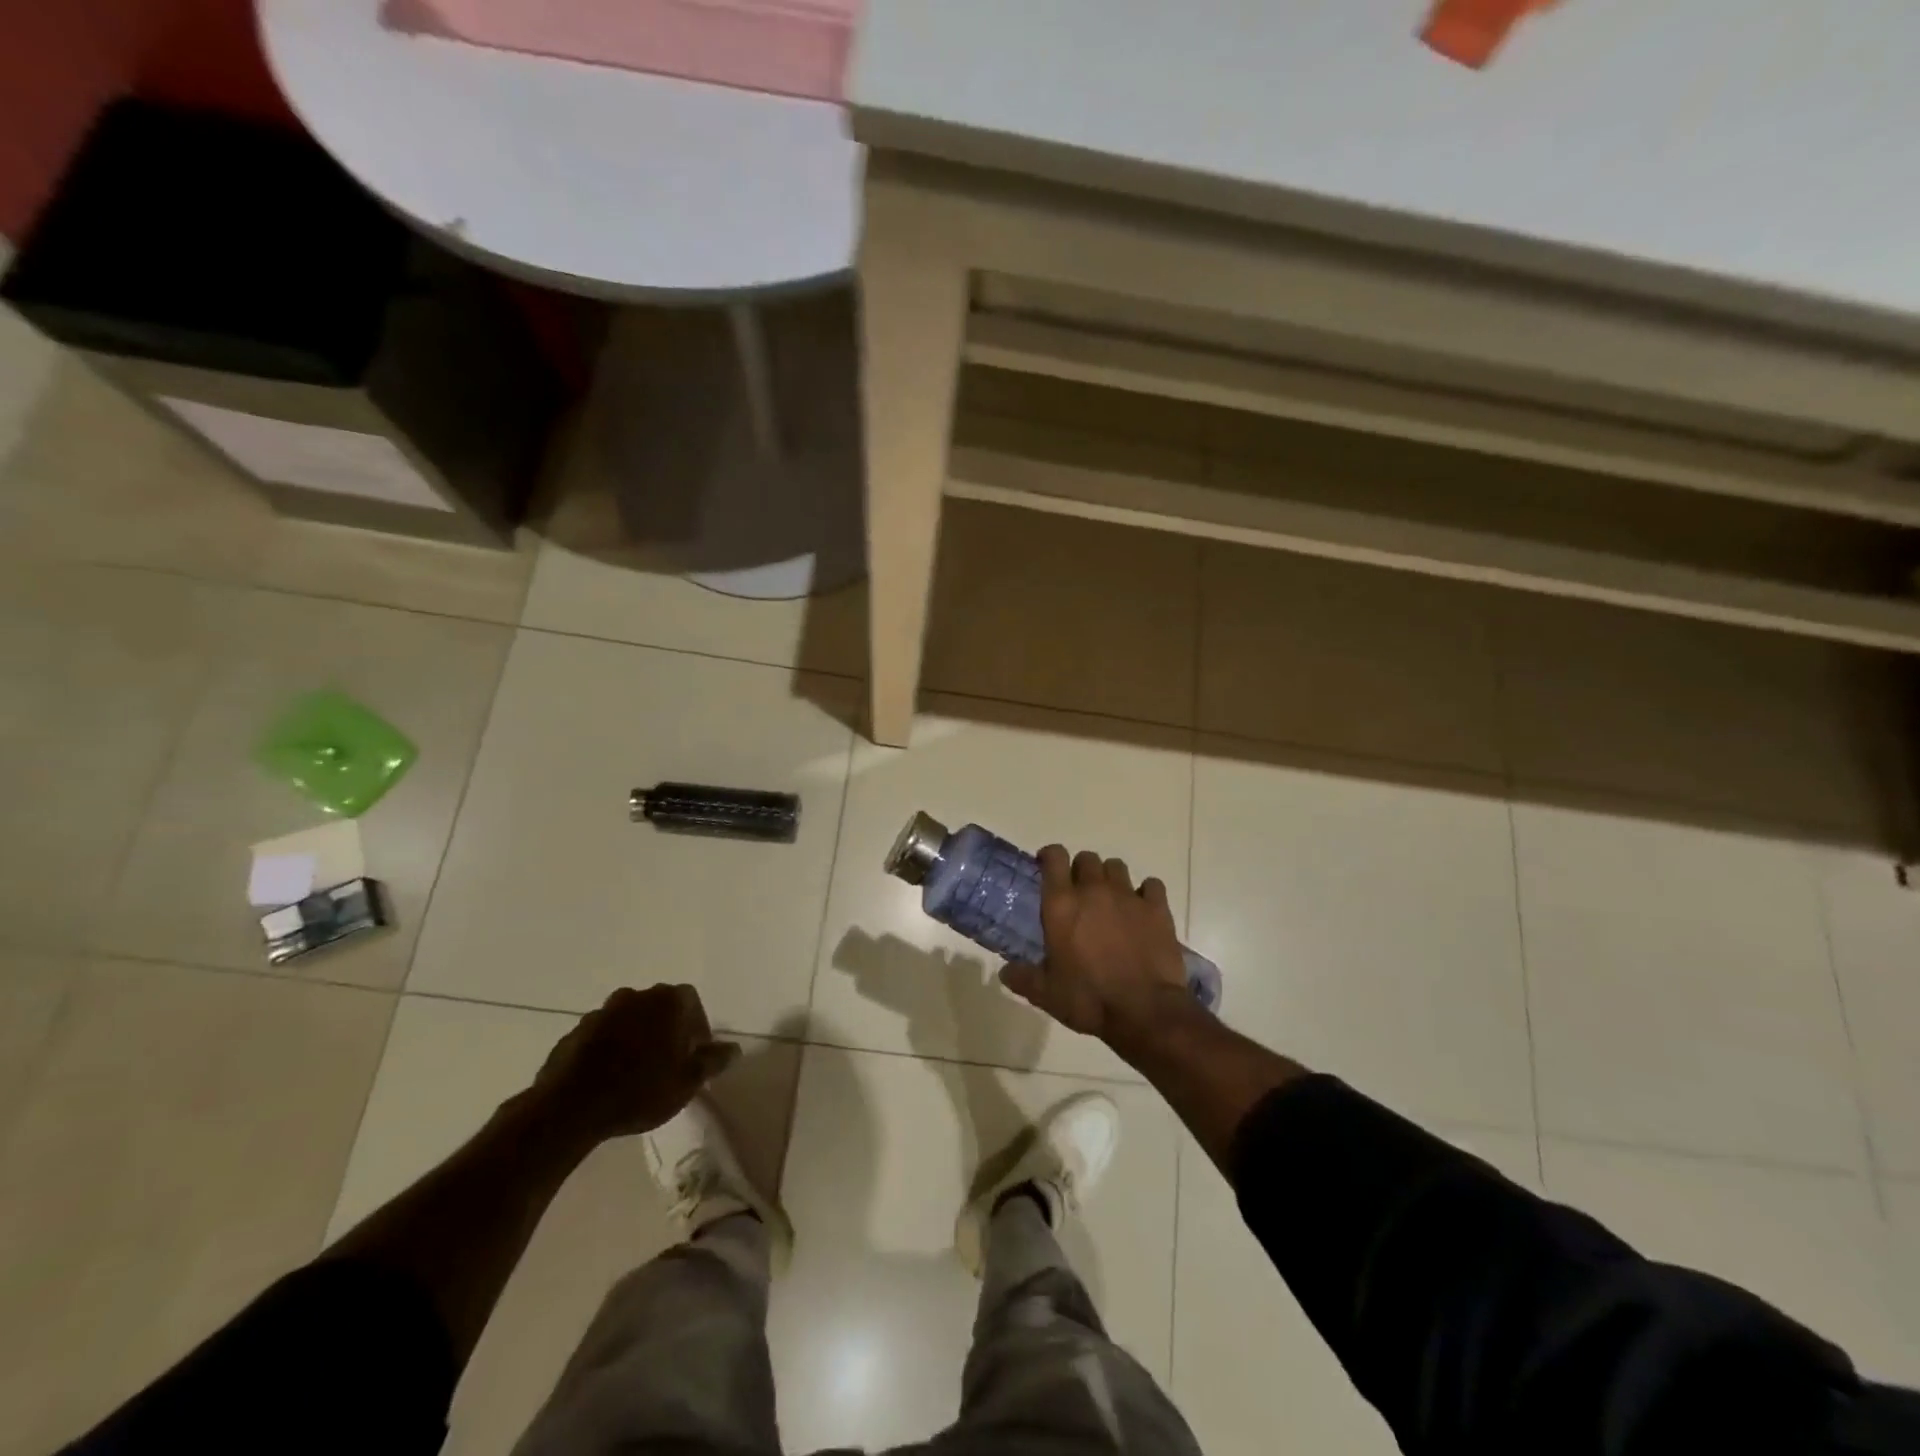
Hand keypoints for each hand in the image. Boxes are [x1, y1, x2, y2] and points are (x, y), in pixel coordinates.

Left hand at [531, 984, 739, 1146]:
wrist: (569, 1107)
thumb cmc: (640, 1090)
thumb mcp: (687, 1081)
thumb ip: (713, 1061)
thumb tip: (734, 1048)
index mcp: (667, 1001)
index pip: (691, 1002)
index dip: (697, 1027)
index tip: (694, 1055)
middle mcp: (636, 996)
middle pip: (660, 1008)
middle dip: (667, 1030)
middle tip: (669, 1063)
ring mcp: (602, 1011)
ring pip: (630, 1020)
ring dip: (637, 1038)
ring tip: (637, 1073)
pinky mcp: (575, 1032)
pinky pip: (603, 1036)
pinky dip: (610, 1049)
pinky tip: (609, 1078)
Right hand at [999, 846, 1190, 1047]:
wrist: (1144, 1012)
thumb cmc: (1088, 999)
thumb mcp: (1046, 994)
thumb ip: (1023, 978)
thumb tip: (1005, 971)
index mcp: (1062, 904)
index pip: (1054, 857)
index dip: (1049, 856)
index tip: (1046, 867)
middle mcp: (1094, 890)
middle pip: (1087, 858)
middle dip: (1081, 870)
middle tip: (1079, 893)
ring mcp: (1128, 896)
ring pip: (1117, 867)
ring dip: (1110, 878)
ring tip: (1110, 900)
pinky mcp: (1157, 909)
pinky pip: (1151, 885)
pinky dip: (1145, 893)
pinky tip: (1142, 909)